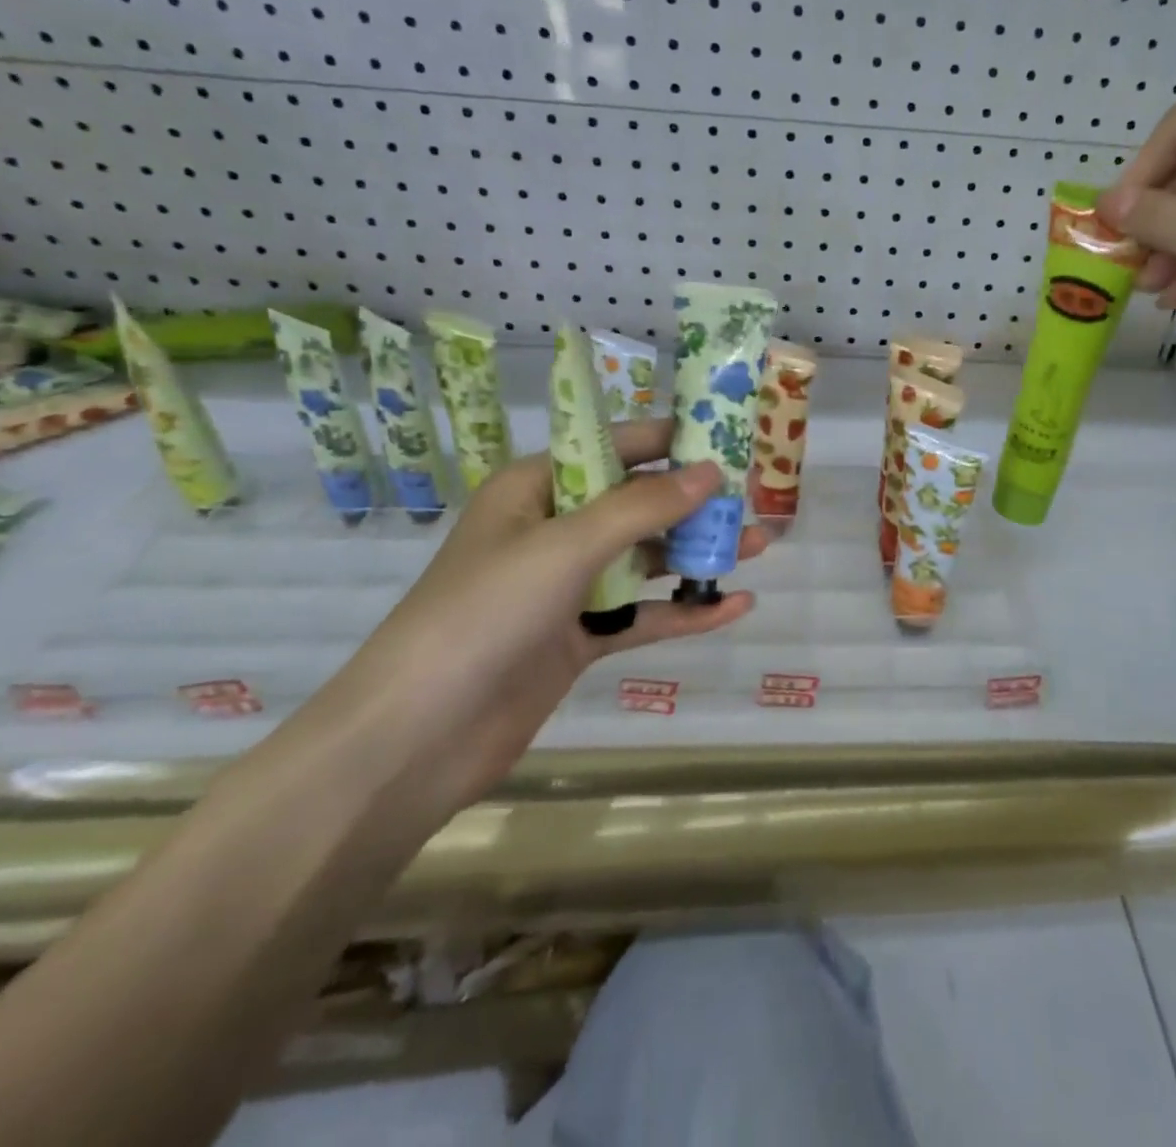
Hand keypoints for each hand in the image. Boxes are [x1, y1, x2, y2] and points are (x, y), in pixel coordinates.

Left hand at [283, 419, 765, 817]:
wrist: (417, 737)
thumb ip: (643, 508)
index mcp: (536, 489)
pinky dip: (685, 611)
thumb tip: (712, 472)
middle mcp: (553, 530)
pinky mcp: (578, 638)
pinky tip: (735, 606)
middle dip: (694, 502)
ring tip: (758, 547)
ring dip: (697, 555)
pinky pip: (642, 615)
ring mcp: (566, 587)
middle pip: (637, 504)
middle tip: (752, 497)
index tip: (728, 437)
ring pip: (645, 560)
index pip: (615, 448)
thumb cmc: (484, 614)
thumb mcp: (567, 546)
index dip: (671, 441)